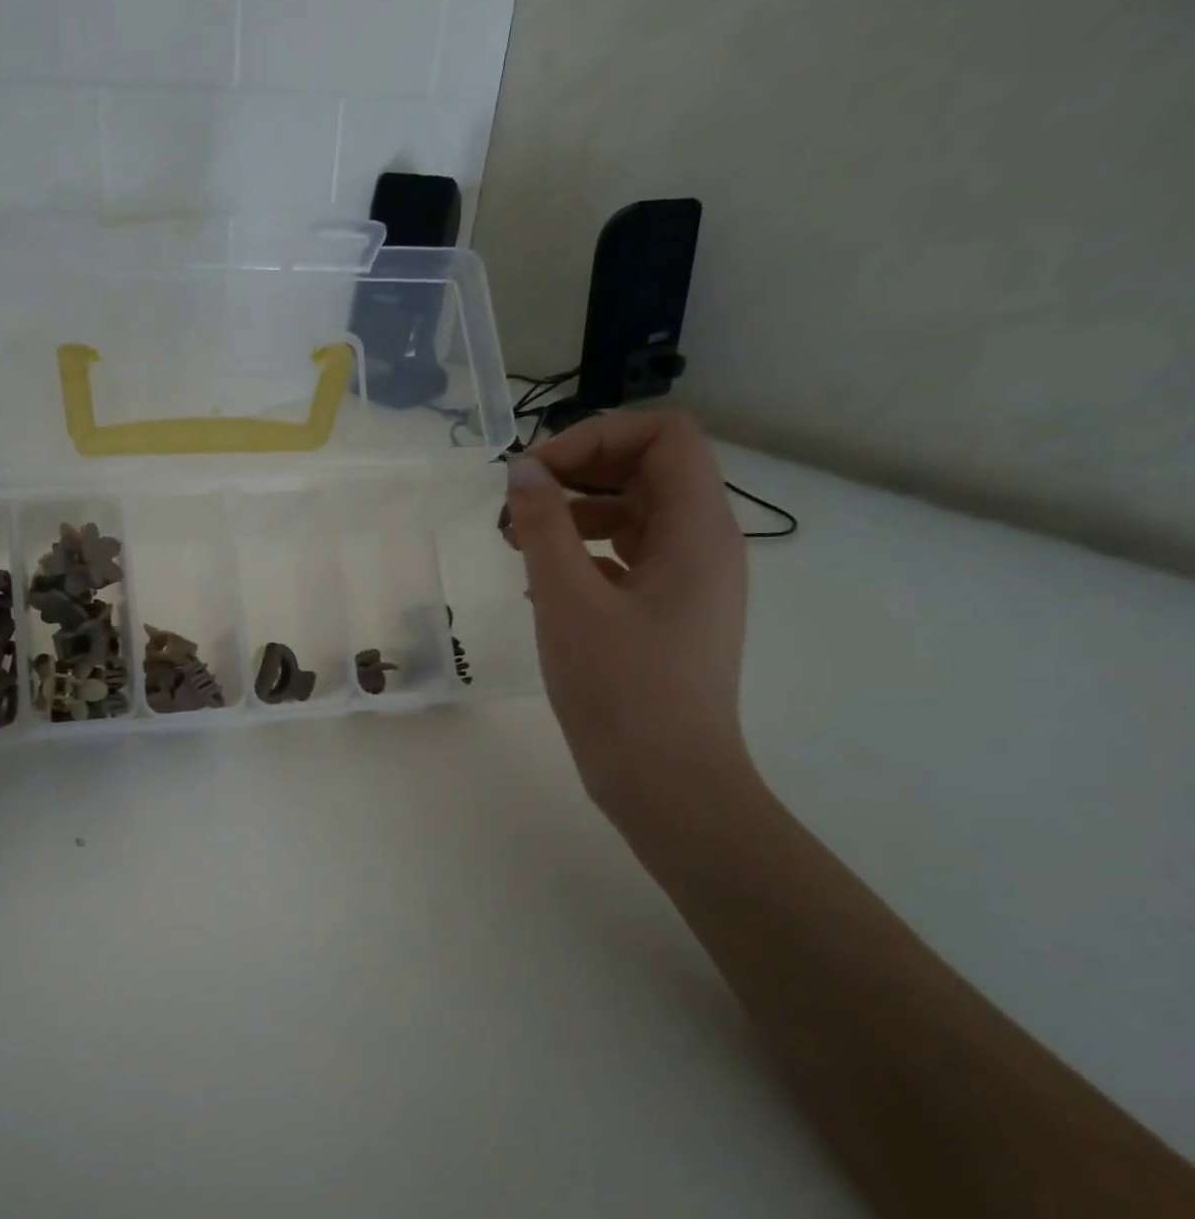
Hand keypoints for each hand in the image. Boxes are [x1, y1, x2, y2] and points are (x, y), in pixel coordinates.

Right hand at [505, 411, 753, 826]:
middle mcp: (703, 545)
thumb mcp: (569, 601)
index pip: (665, 436)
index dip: (597, 436)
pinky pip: (625, 558)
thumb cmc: (621, 689)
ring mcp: (686, 582)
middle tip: (516, 503)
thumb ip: (544, 527)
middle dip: (577, 472)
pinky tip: (538, 581)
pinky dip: (581, 553)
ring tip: (515, 540)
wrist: (667, 783)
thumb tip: (522, 471)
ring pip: (632, 515)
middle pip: (646, 470)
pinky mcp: (665, 613)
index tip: (535, 472)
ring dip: (573, 513)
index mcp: (698, 530)